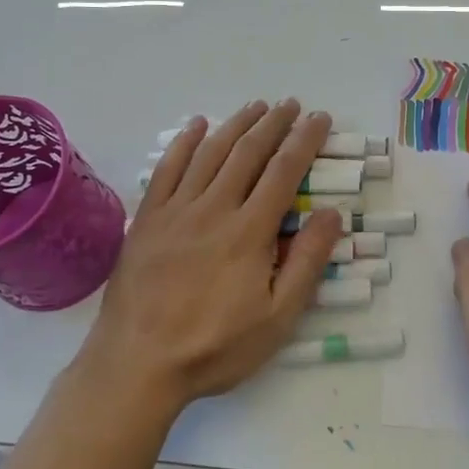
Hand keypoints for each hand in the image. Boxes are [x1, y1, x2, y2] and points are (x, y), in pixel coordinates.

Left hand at [79, 99, 344, 418]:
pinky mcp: (147, 219)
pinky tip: (197, 125)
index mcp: (249, 231)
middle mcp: (214, 208)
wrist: (137, 363)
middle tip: (290, 104)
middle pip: (248, 153)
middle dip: (273, 124)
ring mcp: (176, 210)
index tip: (319, 118)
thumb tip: (331, 212)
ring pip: (210, 153)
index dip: (304, 140)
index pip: (284, 172)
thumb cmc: (215, 346)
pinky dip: (184, 142)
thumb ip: (307, 262)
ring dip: (236, 124)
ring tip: (255, 106)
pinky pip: (167, 169)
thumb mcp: (277, 318)